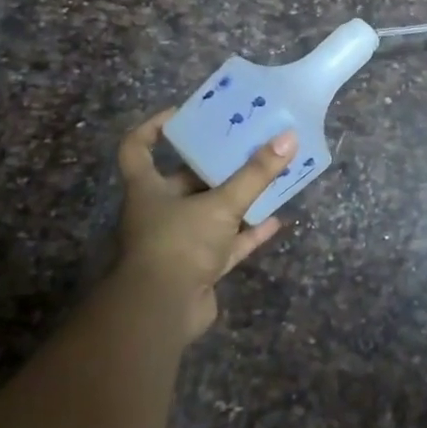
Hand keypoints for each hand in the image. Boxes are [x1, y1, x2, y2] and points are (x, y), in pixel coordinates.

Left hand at [113, 110, 296, 343]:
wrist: (162, 313)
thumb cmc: (179, 244)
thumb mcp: (221, 203)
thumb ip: (255, 173)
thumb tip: (289, 137)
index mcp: (148, 190)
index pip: (137, 149)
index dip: (153, 128)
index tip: (182, 114)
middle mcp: (159, 212)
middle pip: (185, 179)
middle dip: (215, 163)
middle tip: (246, 142)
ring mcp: (180, 242)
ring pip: (211, 211)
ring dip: (238, 197)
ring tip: (268, 175)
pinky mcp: (199, 268)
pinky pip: (228, 243)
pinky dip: (250, 232)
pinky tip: (277, 219)